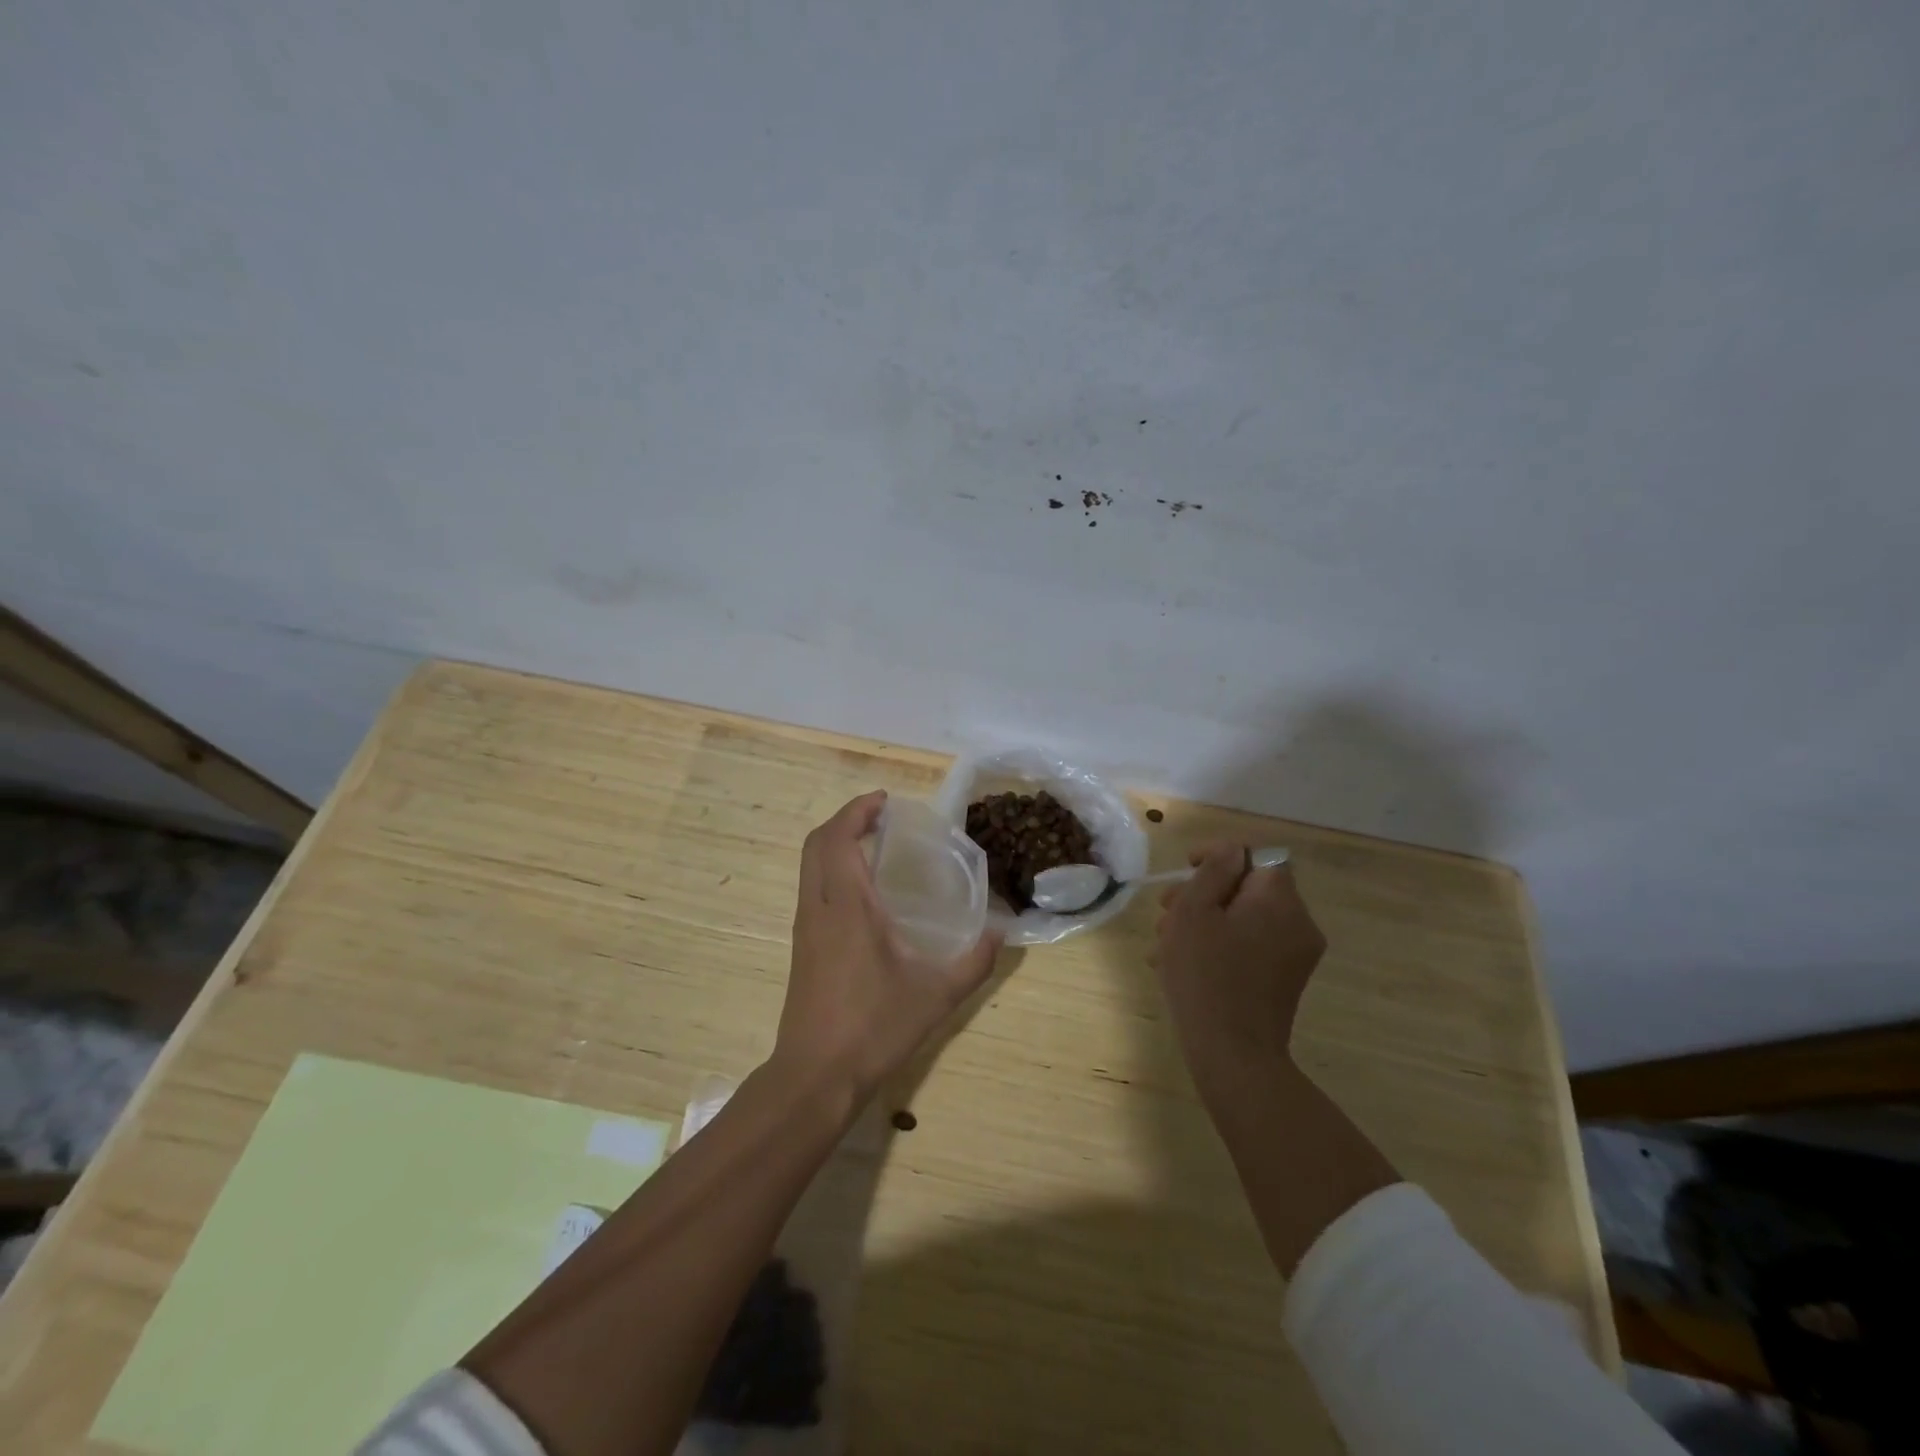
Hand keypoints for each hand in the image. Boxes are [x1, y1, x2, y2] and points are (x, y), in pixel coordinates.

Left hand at [776, 791, 1003, 1102]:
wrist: (815, 1076)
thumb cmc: (874, 1027)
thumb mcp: (936, 994)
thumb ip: (974, 961)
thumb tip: (1001, 933)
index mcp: (846, 905)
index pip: (839, 838)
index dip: (858, 810)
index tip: (885, 800)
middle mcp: (818, 907)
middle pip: (817, 843)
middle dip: (846, 820)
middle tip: (882, 817)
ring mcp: (805, 928)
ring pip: (810, 866)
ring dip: (837, 844)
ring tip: (876, 846)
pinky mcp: (803, 947)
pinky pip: (813, 889)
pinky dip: (833, 870)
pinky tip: (865, 893)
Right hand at [1152, 843, 1326, 1094]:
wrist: (1233, 1056)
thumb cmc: (1205, 975)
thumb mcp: (1195, 912)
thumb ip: (1213, 872)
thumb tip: (1230, 851)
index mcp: (1279, 900)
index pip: (1256, 855)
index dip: (1219, 856)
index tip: (1186, 869)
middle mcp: (1298, 923)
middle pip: (1248, 888)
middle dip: (1204, 893)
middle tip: (1165, 910)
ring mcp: (1295, 955)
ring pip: (1245, 918)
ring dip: (1205, 921)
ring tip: (1164, 942)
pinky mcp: (1285, 981)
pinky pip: (1251, 945)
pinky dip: (1220, 944)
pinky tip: (1183, 963)